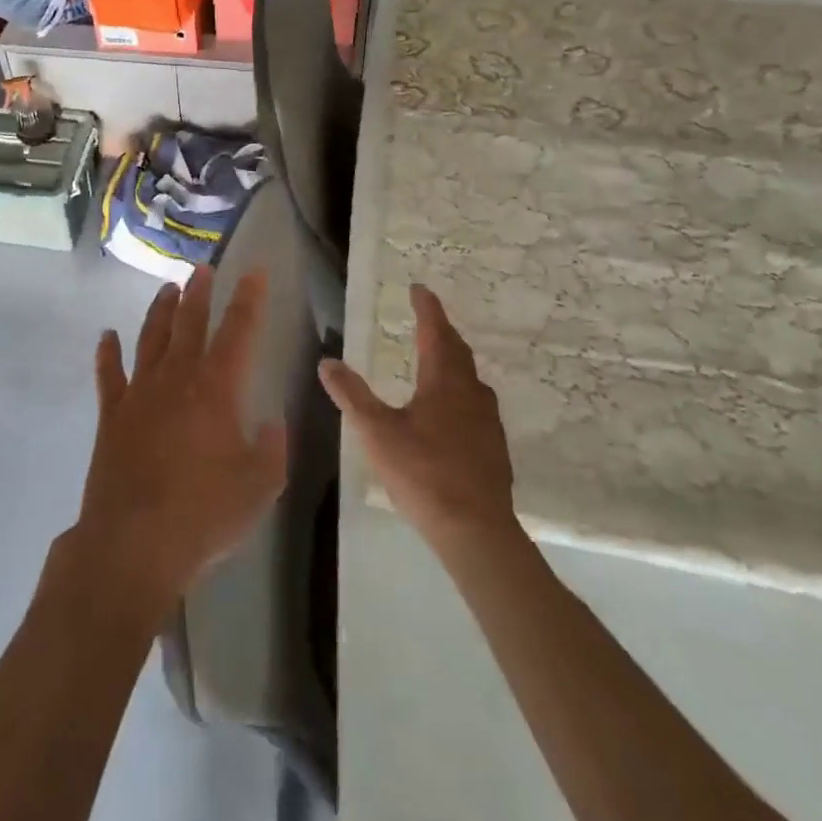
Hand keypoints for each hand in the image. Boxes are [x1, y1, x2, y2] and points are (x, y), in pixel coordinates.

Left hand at [70, 268, 288, 618]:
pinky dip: (107, 353)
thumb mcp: (260, 488)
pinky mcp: (112, 415)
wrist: (133, 543)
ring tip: (167, 289)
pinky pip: (109, 374)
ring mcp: (139, 393)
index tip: (254, 272)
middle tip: (203, 268)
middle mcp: (177, 379)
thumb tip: (272, 422)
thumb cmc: (203, 516)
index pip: (237, 331)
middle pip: (189, 323)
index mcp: (216, 389)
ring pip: (151, 338)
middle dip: (199, 292)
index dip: (248, 299)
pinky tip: (106, 336)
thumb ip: (272, 449)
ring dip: (159, 311)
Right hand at [321, 284, 519, 546]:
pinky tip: (451, 412)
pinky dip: (460, 392)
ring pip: (471, 379)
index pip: (436, 333)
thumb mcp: (376, 432)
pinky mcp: (494, 449)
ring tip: (437, 360)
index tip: (419, 289)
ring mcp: (488, 422)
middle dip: (441, 332)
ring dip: (453, 362)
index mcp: (444, 382)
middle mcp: (472, 394)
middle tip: (427, 319)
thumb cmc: (423, 473)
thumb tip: (327, 362)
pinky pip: (476, 405)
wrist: (476, 531)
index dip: (427, 309)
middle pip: (458, 352)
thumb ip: (351, 395)